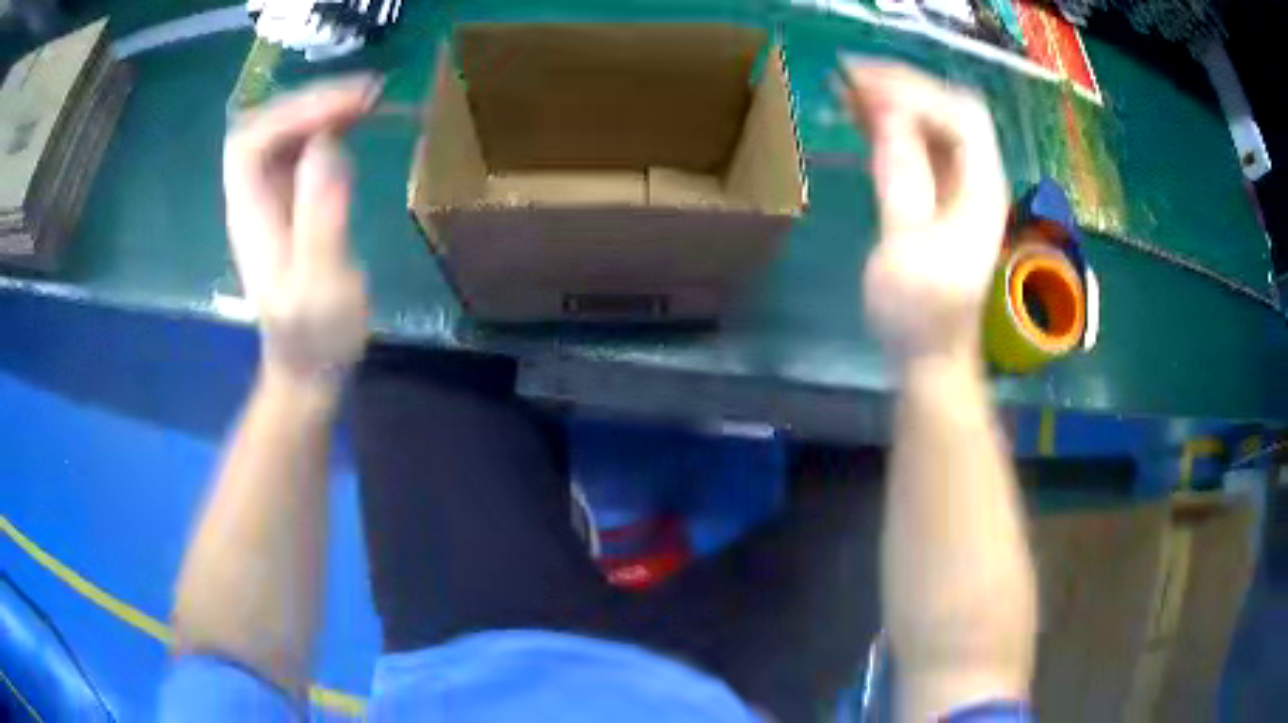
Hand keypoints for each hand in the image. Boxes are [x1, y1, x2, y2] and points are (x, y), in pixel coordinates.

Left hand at [223, 76, 381, 389]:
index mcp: (251, 217)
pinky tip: (356, 126)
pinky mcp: (288, 204)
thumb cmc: (316, 336)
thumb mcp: (323, 286)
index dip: (295, 112)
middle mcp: (252, 199)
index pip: (251, 142)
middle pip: (264, 128)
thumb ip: (321, 218)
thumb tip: (327, 147)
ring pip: (281, 134)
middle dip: (311, 102)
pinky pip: (299, 149)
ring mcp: (268, 200)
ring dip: (321, 109)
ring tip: (369, 101)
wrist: (307, 367)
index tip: (350, 104)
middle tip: (367, 95)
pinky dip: (327, 127)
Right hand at [836, 61, 1008, 367]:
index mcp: (980, 189)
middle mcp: (978, 179)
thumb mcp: (905, 244)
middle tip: (850, 75)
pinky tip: (860, 116)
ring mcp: (961, 186)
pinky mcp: (941, 196)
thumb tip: (889, 112)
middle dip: (903, 85)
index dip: (914, 90)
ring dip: (895, 100)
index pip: (960, 115)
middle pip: (950, 109)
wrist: (930, 355)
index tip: (862, 82)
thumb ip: (901, 175)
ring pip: (934, 123)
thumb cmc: (918, 312)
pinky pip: (921, 145)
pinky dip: (892, 125)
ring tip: (846, 86)